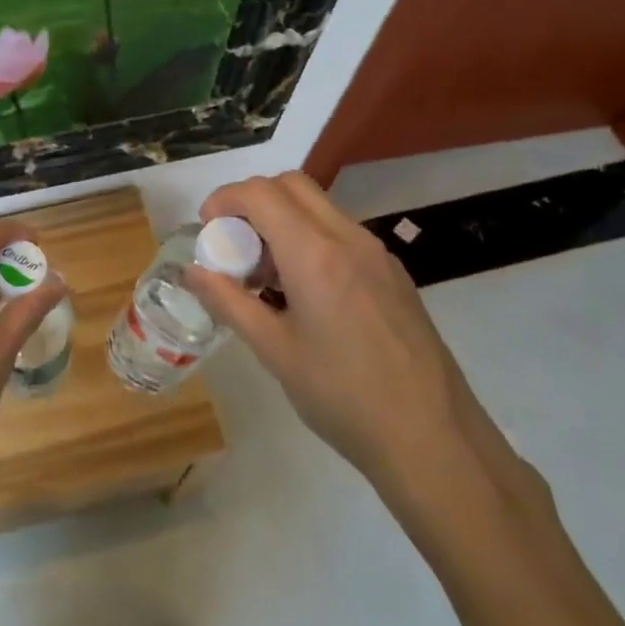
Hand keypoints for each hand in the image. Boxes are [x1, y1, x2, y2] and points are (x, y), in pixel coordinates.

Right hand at [188, 172, 490, 505]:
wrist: (434, 440)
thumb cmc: (343, 396)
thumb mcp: (274, 350)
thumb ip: (229, 302)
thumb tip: (191, 272)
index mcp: (315, 254)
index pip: (260, 193)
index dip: (224, 200)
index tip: (208, 232)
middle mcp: (349, 238)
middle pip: (291, 185)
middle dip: (252, 202)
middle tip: (234, 247)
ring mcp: (377, 253)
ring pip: (318, 206)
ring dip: (281, 220)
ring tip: (266, 277)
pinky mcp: (393, 273)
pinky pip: (341, 232)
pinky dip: (309, 239)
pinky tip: (304, 294)